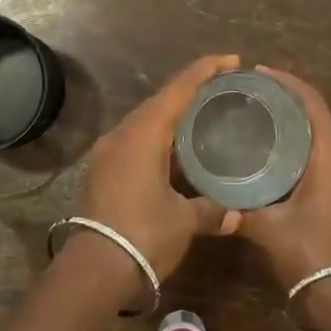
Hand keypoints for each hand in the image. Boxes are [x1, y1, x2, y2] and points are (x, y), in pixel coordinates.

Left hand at [69, 55, 243, 295]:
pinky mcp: (102, 172)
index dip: (205, 70)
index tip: (231, 60)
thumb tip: (236, 215)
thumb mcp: (183, 221)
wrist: (94, 270)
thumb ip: (210, 210)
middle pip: (160, 101)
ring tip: (202, 117)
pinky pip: (135, 141)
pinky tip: (175, 152)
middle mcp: (122, 134)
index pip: (179, 89)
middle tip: (221, 89)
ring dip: (172, 116)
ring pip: (145, 122)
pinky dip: (158, 138)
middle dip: (190, 91)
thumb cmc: (143, 235)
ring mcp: (107, 153)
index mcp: (143, 134)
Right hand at [235, 68, 330, 310]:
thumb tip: (214, 201)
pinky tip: (287, 170)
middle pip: (321, 123)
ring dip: (302, 138)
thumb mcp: (269, 230)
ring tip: (267, 135)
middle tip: (256, 106)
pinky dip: (312, 160)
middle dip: (290, 111)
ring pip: (329, 147)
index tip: (261, 73)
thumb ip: (241, 209)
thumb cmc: (311, 256)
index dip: (288, 83)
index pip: (313, 105)